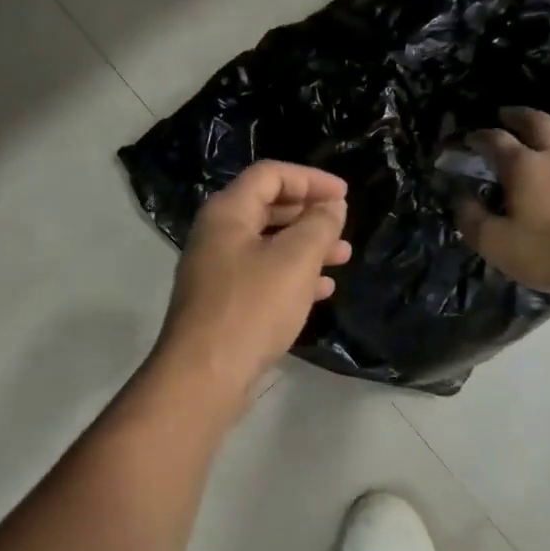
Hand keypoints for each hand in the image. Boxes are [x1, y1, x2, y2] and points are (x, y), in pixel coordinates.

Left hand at [156, 162, 352, 395]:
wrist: (205, 375)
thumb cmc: (252, 307)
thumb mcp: (295, 260)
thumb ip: (318, 226)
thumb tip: (331, 206)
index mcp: (227, 213)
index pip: (270, 175)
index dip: (310, 179)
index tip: (345, 195)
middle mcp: (217, 234)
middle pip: (268, 207)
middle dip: (309, 213)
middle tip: (343, 225)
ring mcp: (218, 270)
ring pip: (269, 244)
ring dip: (307, 246)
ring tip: (343, 257)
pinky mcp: (224, 302)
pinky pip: (264, 275)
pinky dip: (294, 275)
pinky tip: (322, 290)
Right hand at [456, 106, 549, 292]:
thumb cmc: (542, 252)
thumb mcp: (492, 241)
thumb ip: (470, 216)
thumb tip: (461, 197)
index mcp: (523, 165)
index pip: (495, 138)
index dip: (476, 135)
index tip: (464, 139)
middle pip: (536, 121)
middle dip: (516, 115)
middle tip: (502, 116)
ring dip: (541, 134)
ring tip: (528, 143)